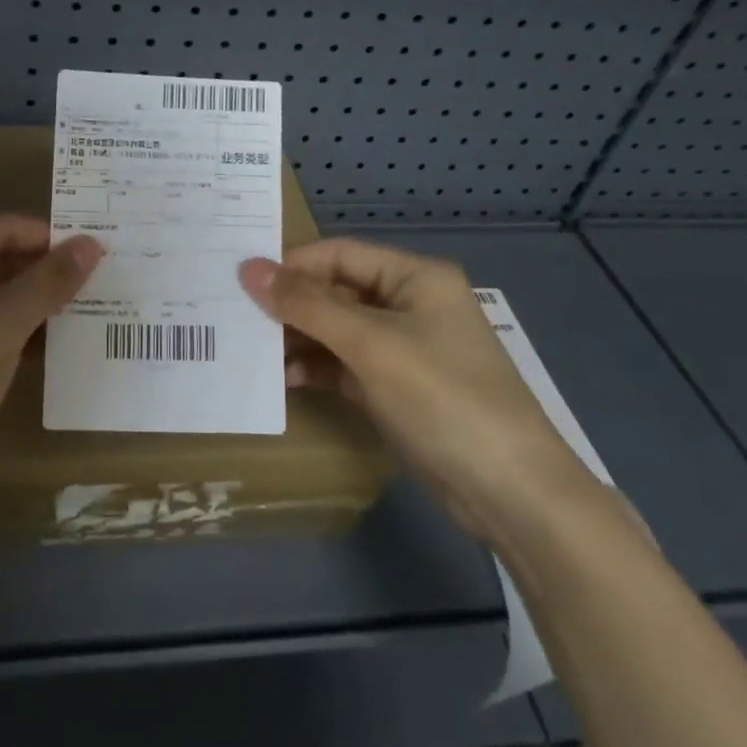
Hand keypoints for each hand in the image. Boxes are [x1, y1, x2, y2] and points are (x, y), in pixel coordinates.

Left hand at [0, 215, 103, 521]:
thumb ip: (47, 283)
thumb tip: (91, 244)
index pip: (4, 228)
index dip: (53, 238)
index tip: (103, 253)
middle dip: (47, 272)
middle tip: (105, 282)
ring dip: (37, 304)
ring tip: (92, 311)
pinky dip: (17, 332)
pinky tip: (57, 346)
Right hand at [239, 241, 589, 535]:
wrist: (509, 491)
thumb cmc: (442, 397)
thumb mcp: (370, 344)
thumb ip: (307, 305)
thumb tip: (248, 268)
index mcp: (414, 277)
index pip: (339, 254)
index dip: (291, 265)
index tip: (240, 282)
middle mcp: (409, 304)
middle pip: (336, 291)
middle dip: (290, 305)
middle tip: (237, 318)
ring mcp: (403, 349)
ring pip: (336, 330)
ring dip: (298, 339)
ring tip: (253, 353)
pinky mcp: (396, 387)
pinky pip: (344, 365)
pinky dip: (316, 368)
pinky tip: (283, 380)